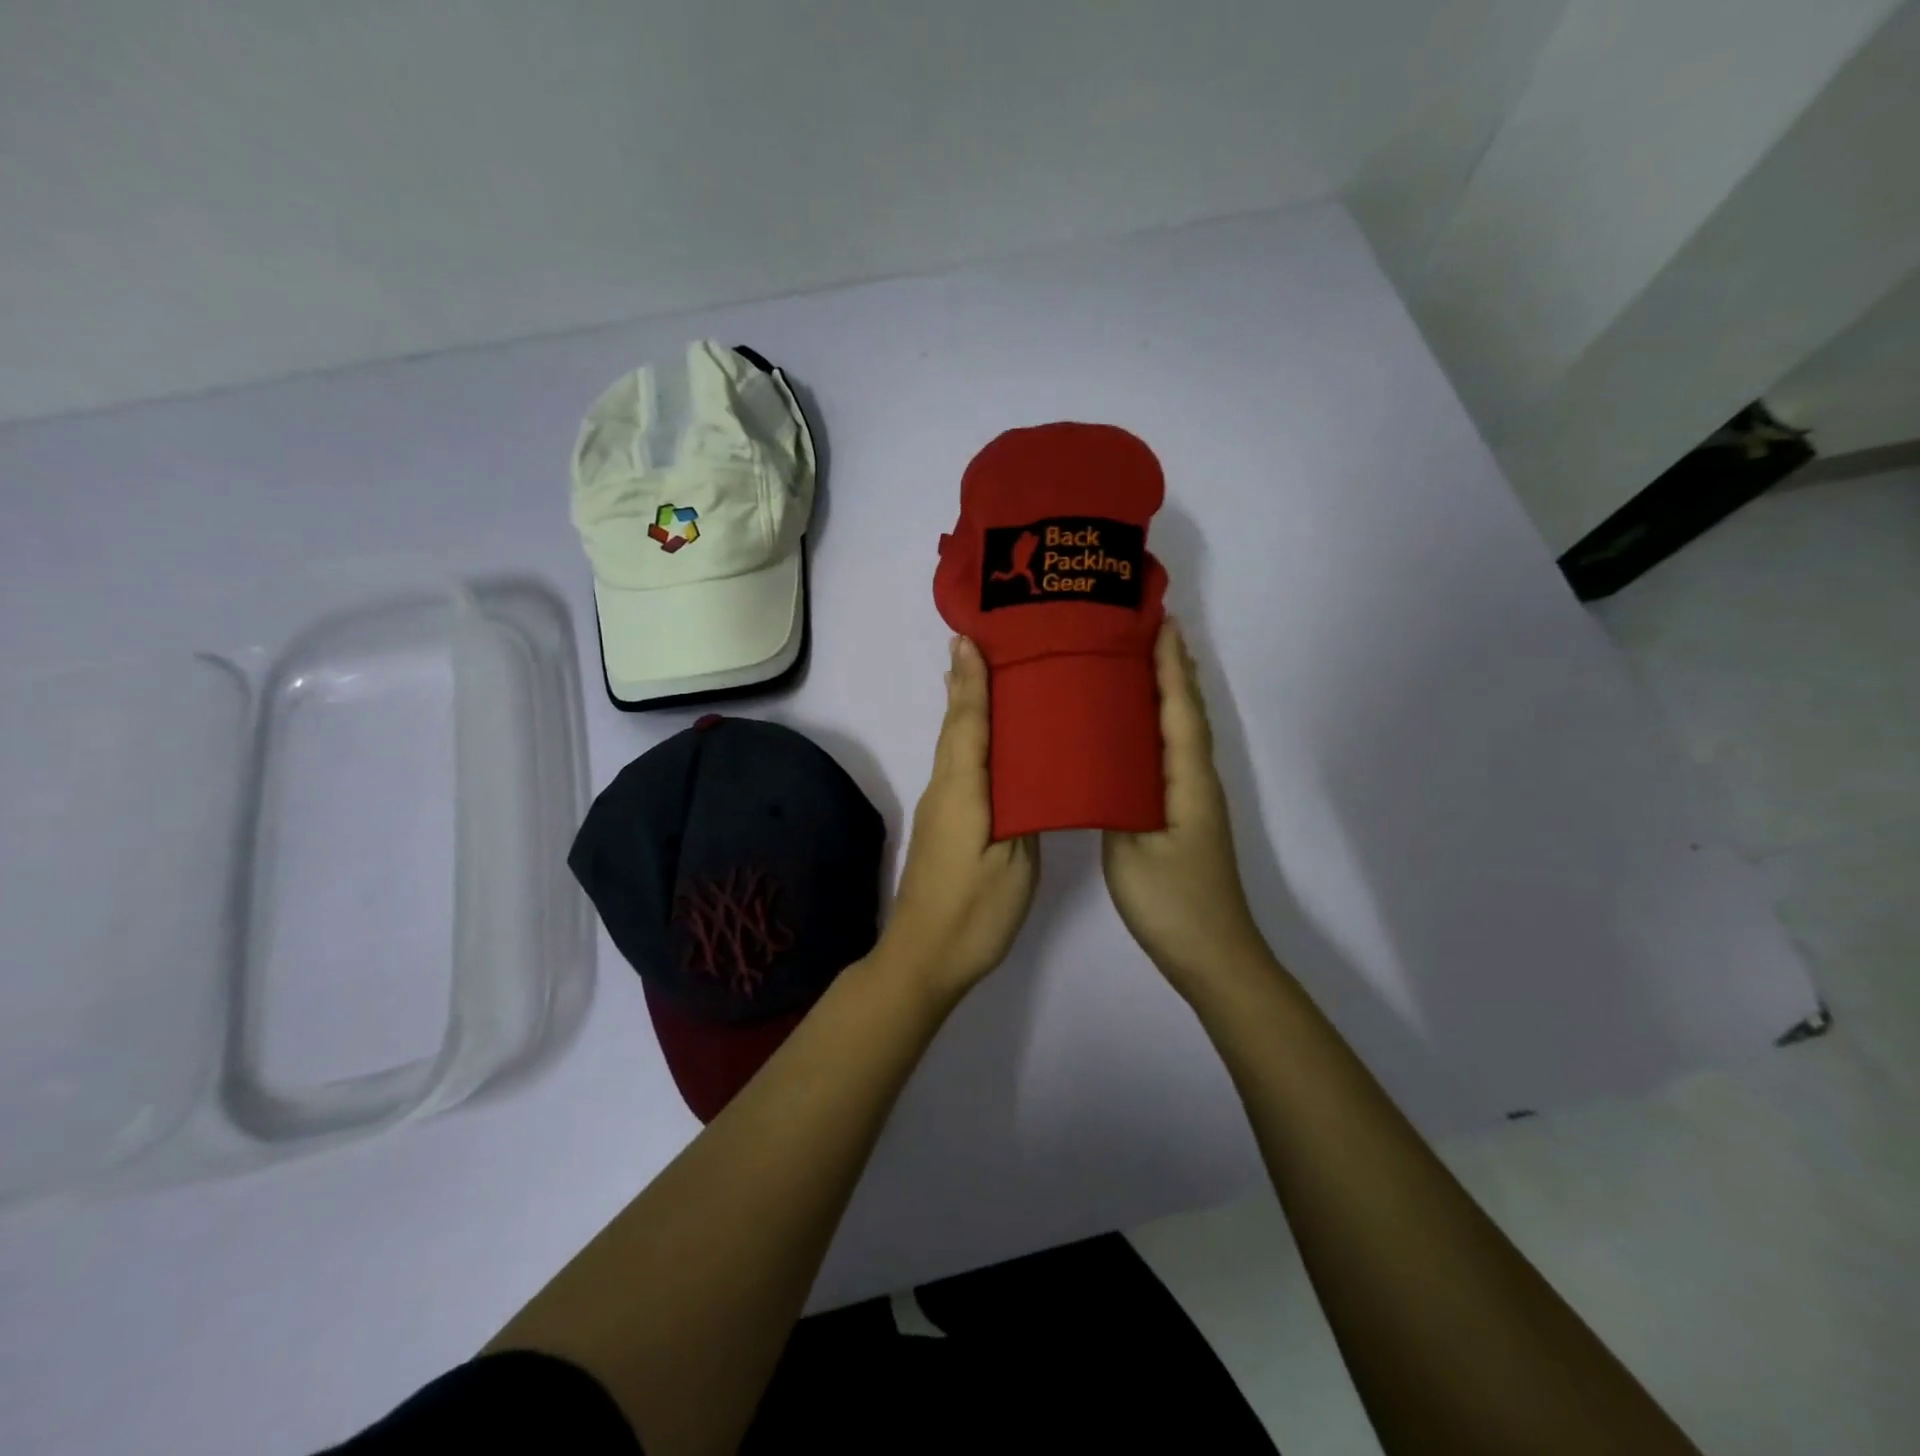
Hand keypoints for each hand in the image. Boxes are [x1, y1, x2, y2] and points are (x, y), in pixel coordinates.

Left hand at [883, 635, 1040, 1000]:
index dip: (971, 681)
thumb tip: (1029, 775)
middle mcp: (944, 789)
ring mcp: (940, 807)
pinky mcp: (944, 824)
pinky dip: (969, 739)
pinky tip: (985, 739)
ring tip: (983, 675)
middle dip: (965, 684)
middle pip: (955, 727)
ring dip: (965, 708)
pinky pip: (958, 766)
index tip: (969, 638)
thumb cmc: (974, 913)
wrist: (922, 958)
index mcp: (963, 791)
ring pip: (954, 746)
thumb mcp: (1015, 865)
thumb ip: (1024, 813)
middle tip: (978, 642)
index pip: (968, 723)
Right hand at [1102, 621, 1268, 995]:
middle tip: (1147, 631)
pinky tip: (1136, 732)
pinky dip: (1159, 729)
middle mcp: (1196, 781)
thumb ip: (1112, 801)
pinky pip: (1171, 757)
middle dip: (1173, 670)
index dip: (1170, 666)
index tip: (1158, 623)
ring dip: (1168, 695)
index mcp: (1187, 781)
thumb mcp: (1130, 849)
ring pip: (1181, 734)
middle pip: (1188, 713)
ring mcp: (1193, 801)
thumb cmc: (1171, 901)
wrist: (1212, 955)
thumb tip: (1095, 765)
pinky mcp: (1183, 818)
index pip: (1179, 710)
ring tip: (1140, 665)